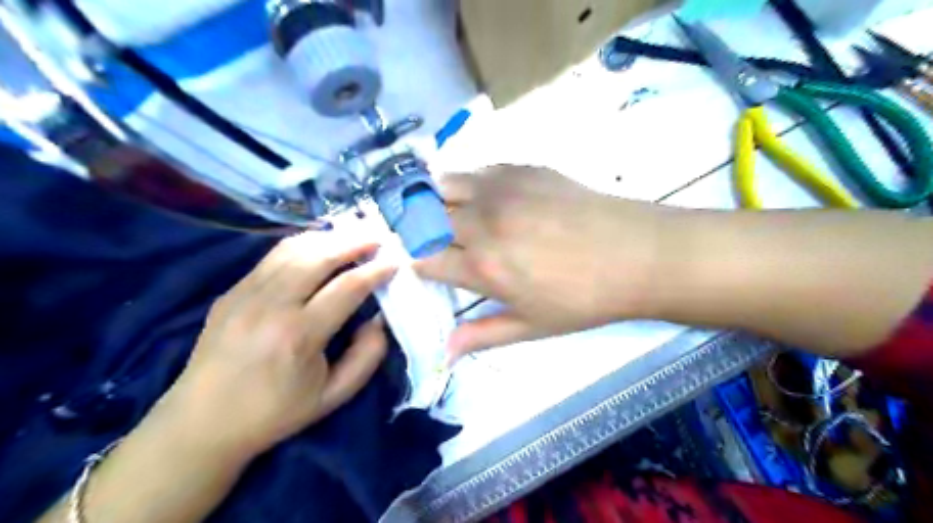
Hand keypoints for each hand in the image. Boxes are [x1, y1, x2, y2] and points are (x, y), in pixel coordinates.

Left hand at [158, 232, 397, 457]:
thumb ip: (367, 357)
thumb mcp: (333, 396)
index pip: (347, 287)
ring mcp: (246, 294)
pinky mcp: (232, 291)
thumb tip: (379, 319)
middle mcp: (271, 305)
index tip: (396, 262)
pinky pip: (272, 257)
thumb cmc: (275, 413)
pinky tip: (319, 247)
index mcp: (299, 335)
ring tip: (353, 237)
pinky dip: (303, 245)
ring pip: (294, 249)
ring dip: (329, 239)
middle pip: (319, 257)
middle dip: (355, 242)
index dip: (376, 271)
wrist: (202, 423)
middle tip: (378, 237)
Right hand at [415, 166, 661, 359]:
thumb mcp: (532, 327)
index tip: (416, 267)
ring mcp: (501, 189)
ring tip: (447, 213)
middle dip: (414, 230)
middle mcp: (483, 222)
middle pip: (423, 217)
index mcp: (483, 266)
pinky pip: (477, 170)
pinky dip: (468, 183)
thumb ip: (482, 336)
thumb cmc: (585, 299)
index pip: (423, 259)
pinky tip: (484, 198)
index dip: (411, 263)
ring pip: (442, 184)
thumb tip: (444, 353)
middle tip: (426, 240)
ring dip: (434, 199)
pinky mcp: (522, 168)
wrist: (637, 254)